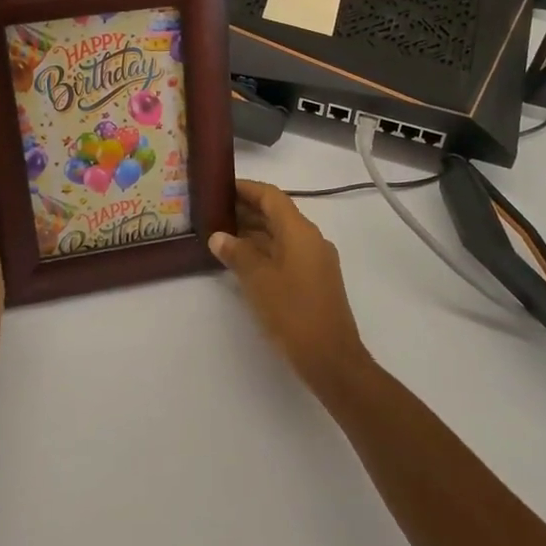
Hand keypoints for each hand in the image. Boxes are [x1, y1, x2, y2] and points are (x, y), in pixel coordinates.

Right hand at [210, 180, 370, 392]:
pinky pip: (286, 253)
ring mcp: (315, 260)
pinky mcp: (315, 280)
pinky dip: (264, 250)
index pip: (272, 196)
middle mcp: (311, 239)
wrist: (331, 359)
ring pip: (281, 235)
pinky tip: (242, 260)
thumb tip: (219, 236)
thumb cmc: (293, 313)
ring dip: (254, 231)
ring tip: (221, 233)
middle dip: (247, 210)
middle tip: (214, 210)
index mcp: (300, 231)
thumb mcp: (258, 281)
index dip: (247, 188)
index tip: (221, 186)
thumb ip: (238, 254)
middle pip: (277, 214)